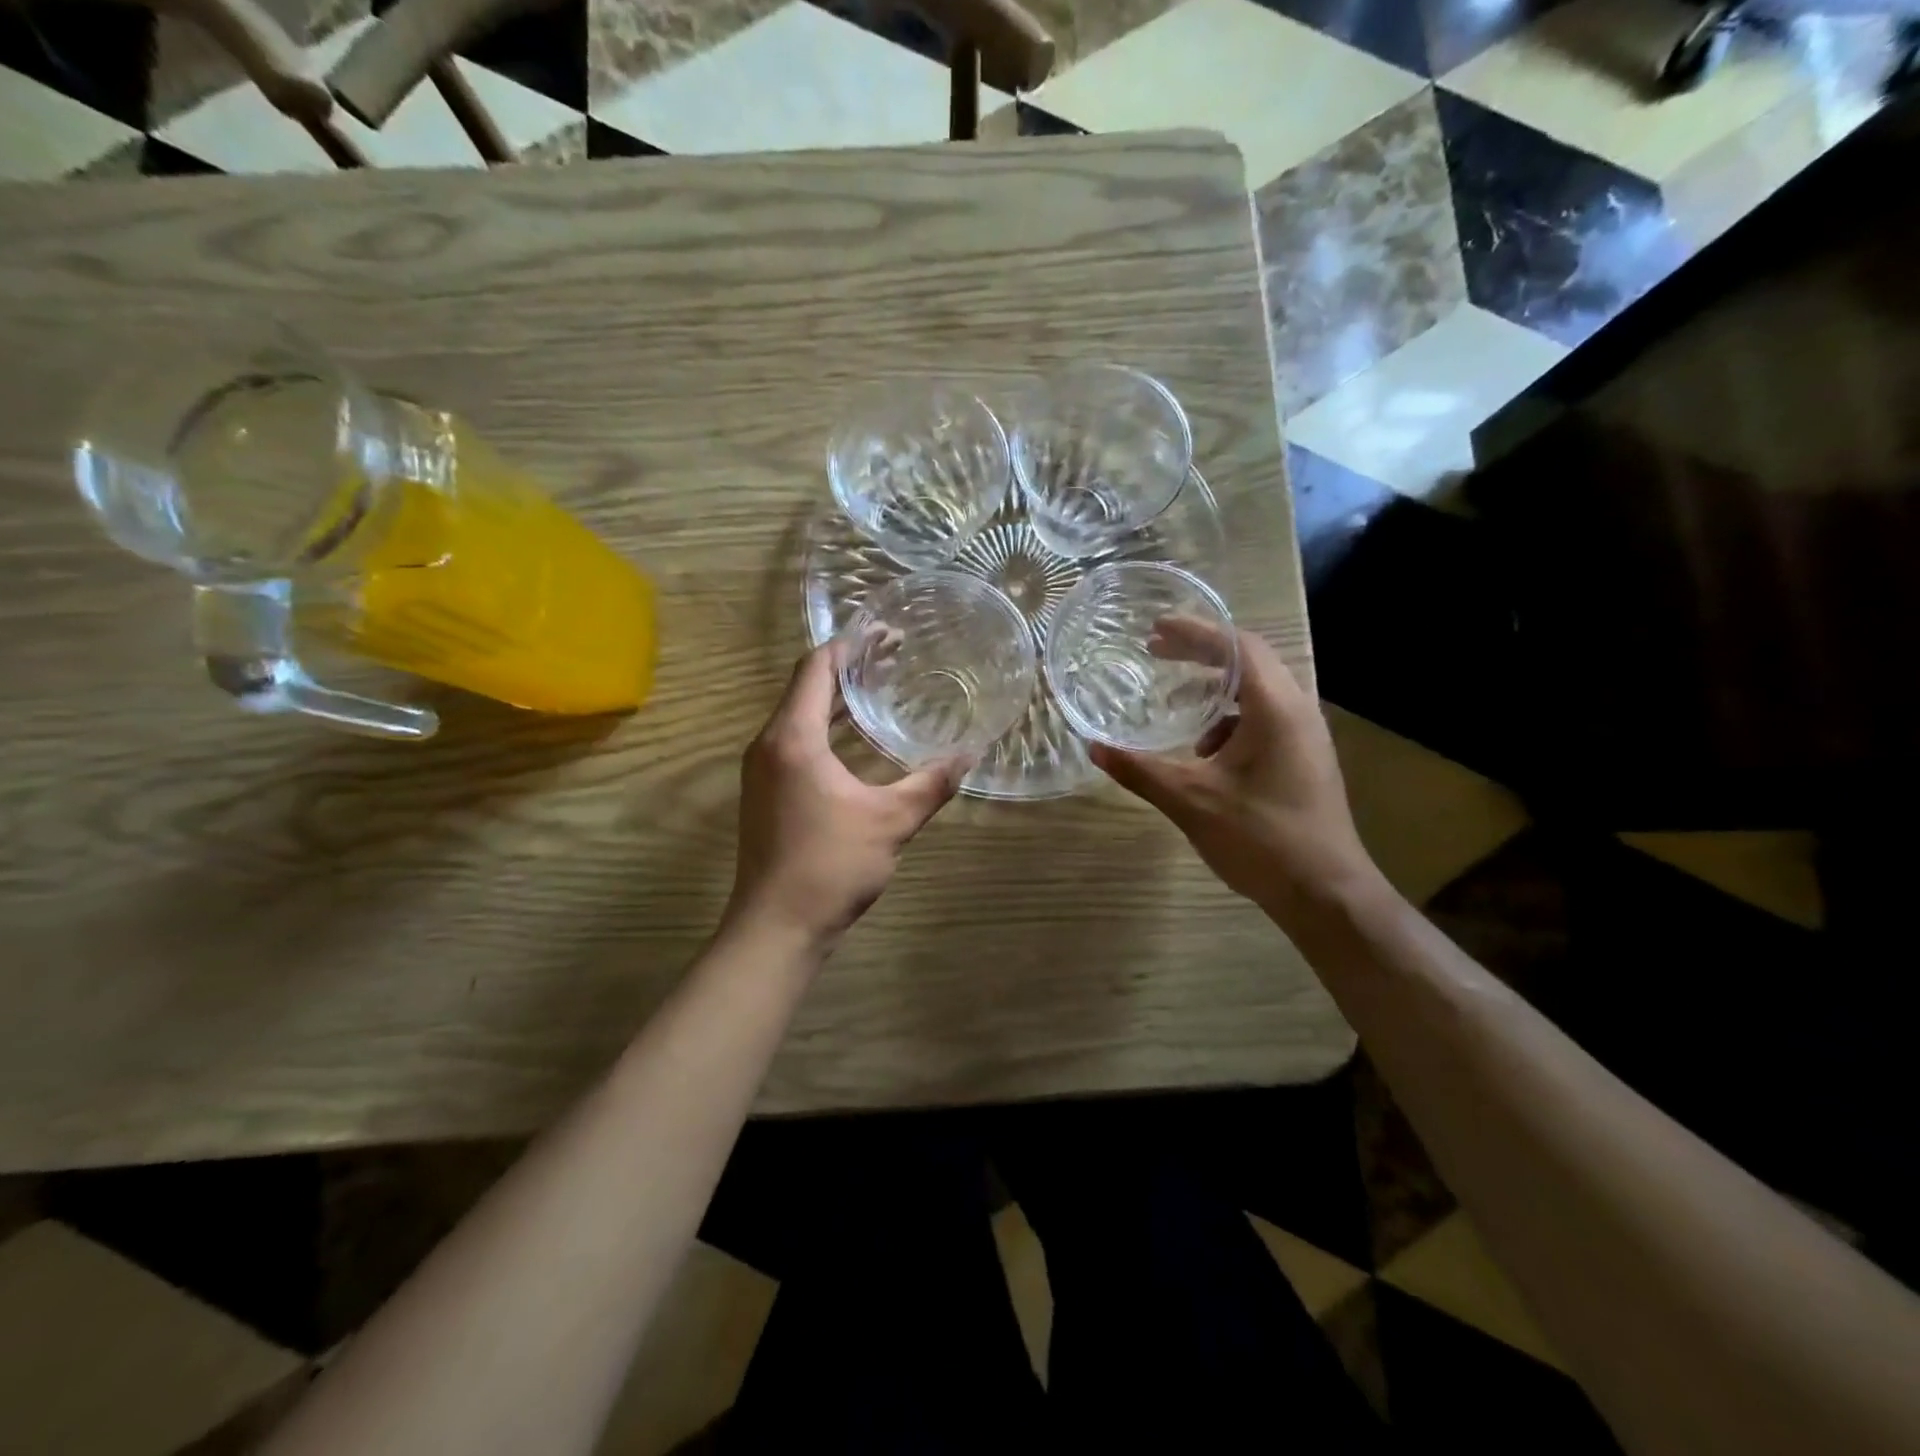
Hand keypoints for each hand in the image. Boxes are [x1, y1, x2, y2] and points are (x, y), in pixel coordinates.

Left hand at [726, 645, 968, 948]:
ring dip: (837, 698)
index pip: (817, 669)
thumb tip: (970, 754)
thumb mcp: (891, 822)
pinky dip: (826, 726)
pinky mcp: (765, 792)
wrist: (775, 927)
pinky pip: (795, 740)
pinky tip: (856, 737)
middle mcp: (769, 745)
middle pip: (806, 687)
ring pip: (799, 715)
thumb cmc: (830, 867)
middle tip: (893, 654)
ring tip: (880, 686)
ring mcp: (762, 770)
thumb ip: (931, 784)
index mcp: (793, 739)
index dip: (850, 645)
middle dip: (849, 667)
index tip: (884, 631)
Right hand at [1089, 624, 1380, 922]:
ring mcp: (1307, 736)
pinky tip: (1204, 752)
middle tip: (1156, 653)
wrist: (1326, 893)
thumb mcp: (1190, 801)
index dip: (1195, 631)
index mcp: (1276, 708)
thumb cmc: (1261, 839)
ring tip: (1174, 705)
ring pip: (1257, 692)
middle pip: (1249, 661)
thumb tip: (1094, 748)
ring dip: (1214, 689)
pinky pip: (1265, 718)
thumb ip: (1140, 770)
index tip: (1156, 628)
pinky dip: (1229, 720)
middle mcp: (1298, 711)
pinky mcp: (1305, 758)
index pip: (1237, 646)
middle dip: (1200, 654)